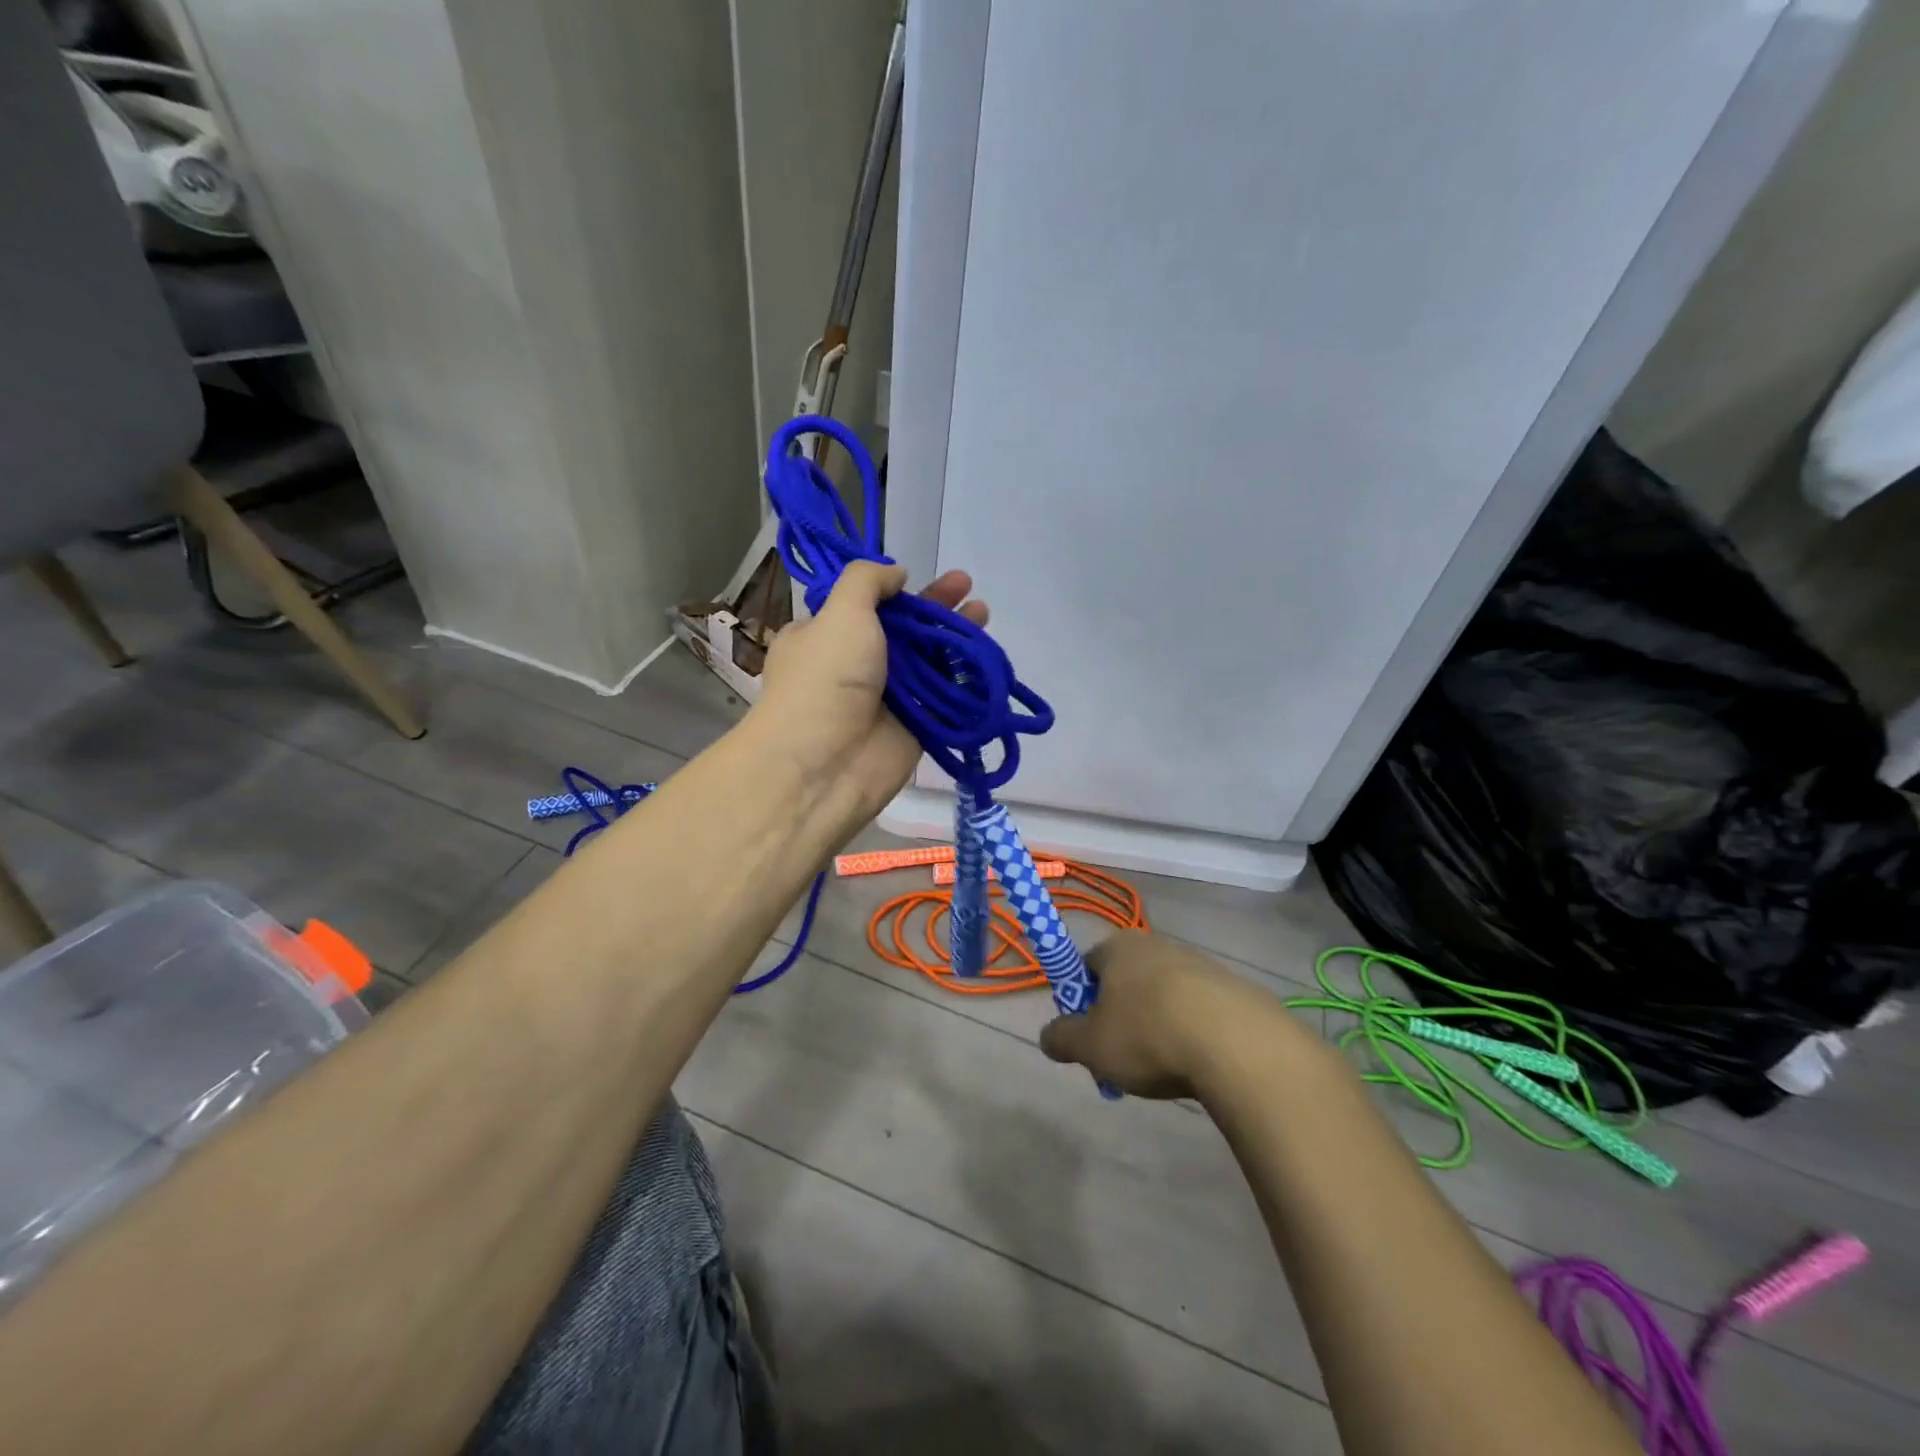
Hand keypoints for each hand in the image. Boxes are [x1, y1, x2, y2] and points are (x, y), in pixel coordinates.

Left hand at [752, 561, 987, 818]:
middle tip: (967, 585)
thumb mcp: (840, 612)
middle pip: (902, 629)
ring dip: (954, 636)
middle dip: (934, 606)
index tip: (915, 577)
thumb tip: (896, 574)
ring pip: (927, 660)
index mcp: (823, 636)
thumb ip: (867, 581)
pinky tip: (985, 656)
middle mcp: (853, 665)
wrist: (825, 764)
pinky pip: (943, 696)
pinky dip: (964, 677)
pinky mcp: (914, 725)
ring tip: (982, 611)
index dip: (892, 591)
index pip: (861, 606)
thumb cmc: (825, 679)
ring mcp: (886, 697)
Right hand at [1039, 932, 1305, 1098]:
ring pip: (1163, 998)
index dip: (1081, 1003)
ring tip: (1164, 1070)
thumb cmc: (1148, 1035)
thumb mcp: (1090, 1046)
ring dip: (1157, 1028)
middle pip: (1125, 983)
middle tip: (1123, 1062)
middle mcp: (1157, 945)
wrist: (1238, 1046)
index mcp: (1119, 947)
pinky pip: (1199, 1012)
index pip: (1085, 966)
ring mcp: (1200, 964)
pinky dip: (1192, 1035)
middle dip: (1120, 1020)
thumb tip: (1049, 1037)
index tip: (1089, 1038)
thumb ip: (1061, 1038)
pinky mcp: (1234, 989)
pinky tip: (1199, 1065)